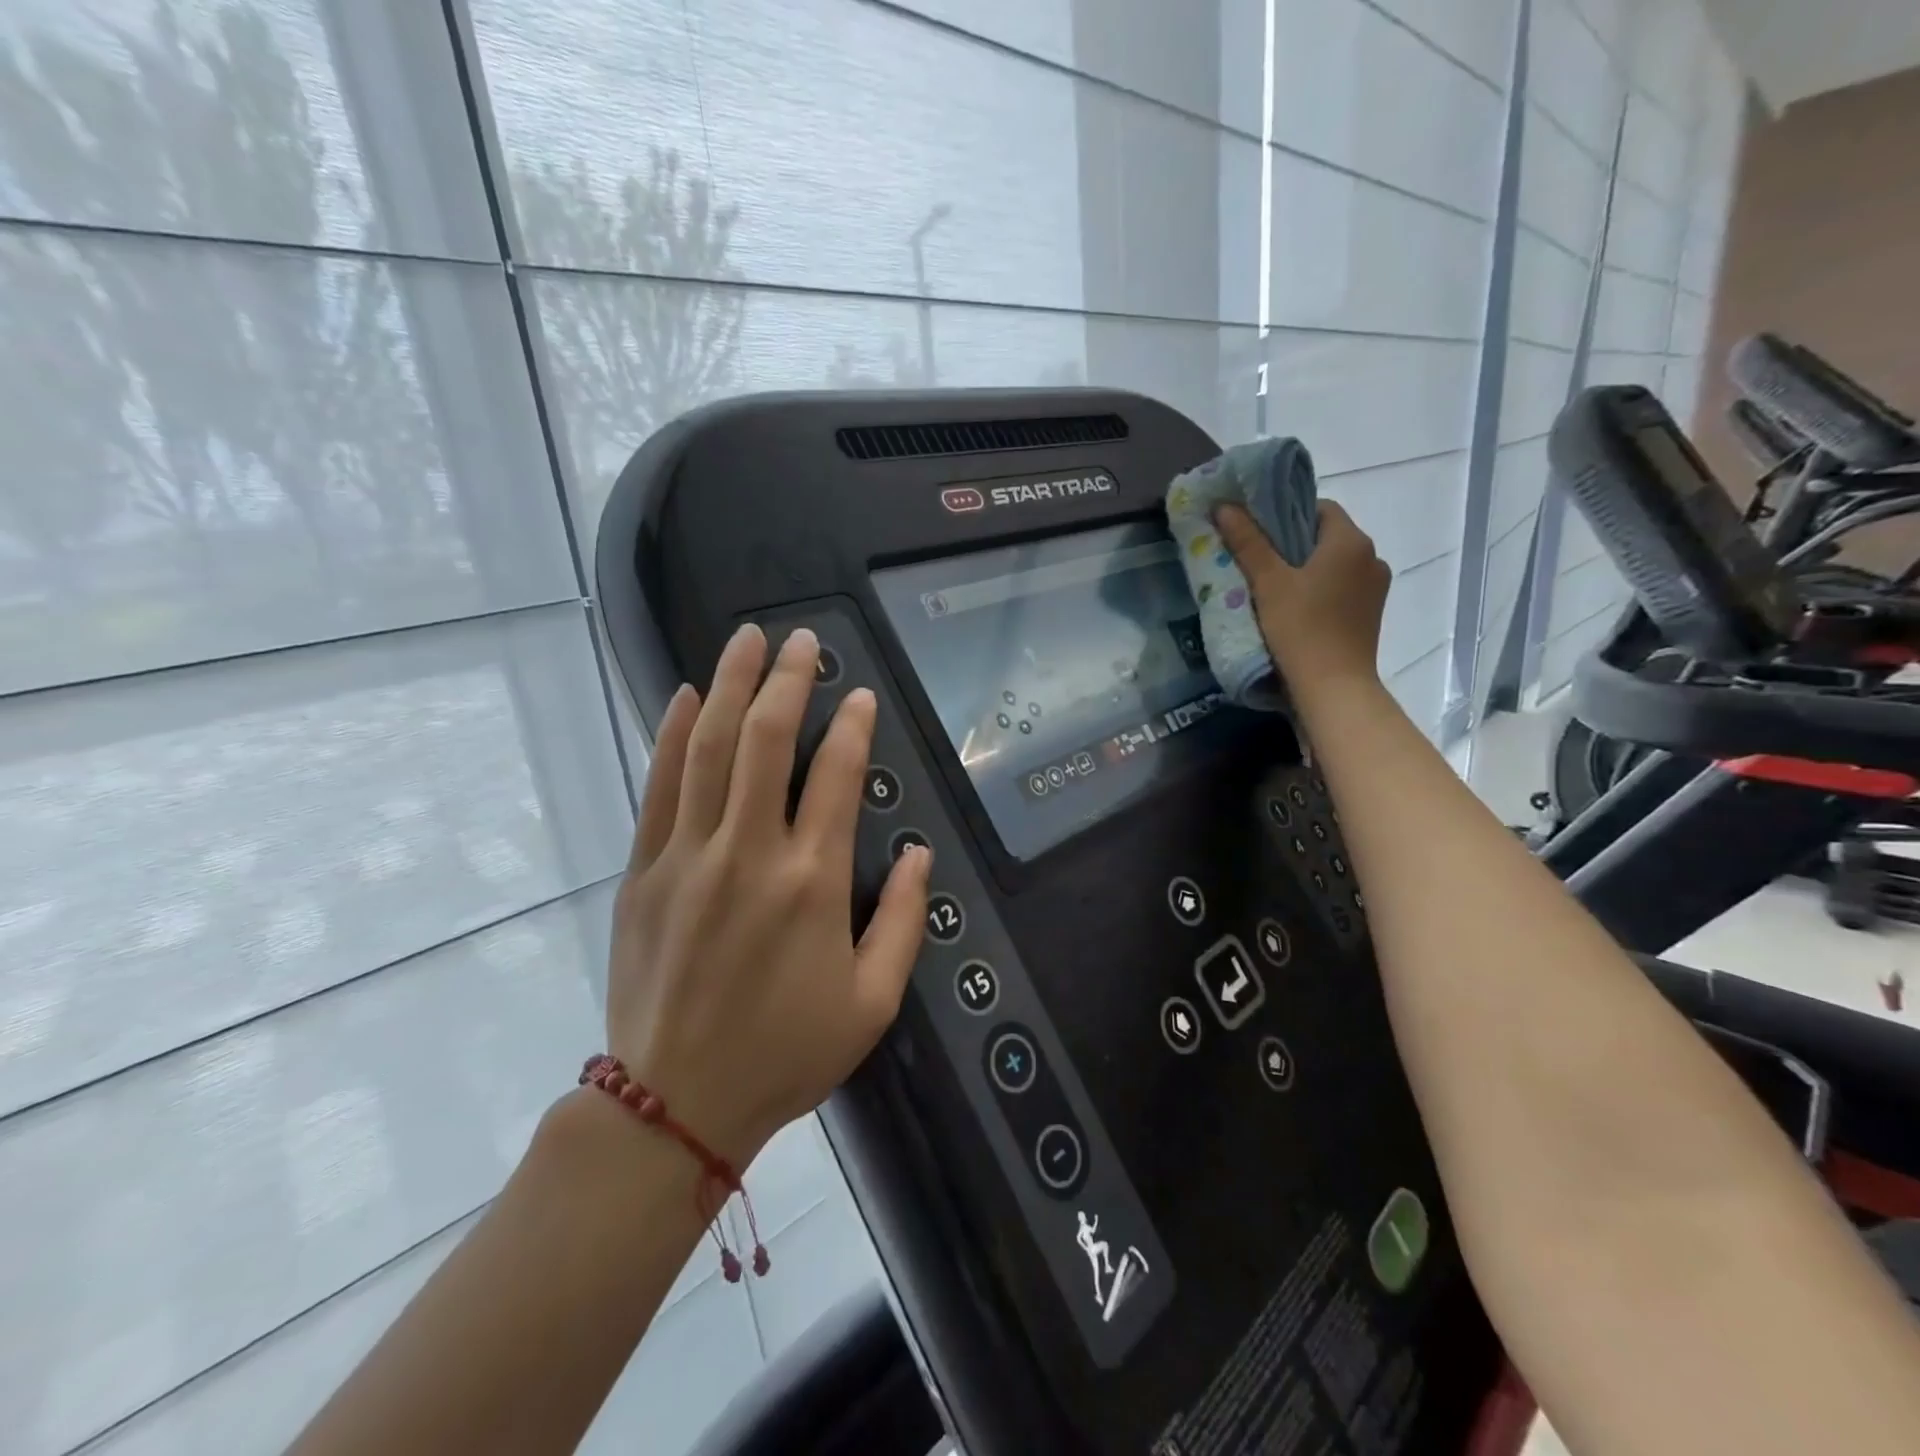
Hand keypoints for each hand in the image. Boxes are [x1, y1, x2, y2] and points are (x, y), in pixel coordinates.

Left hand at [605, 624, 930, 1166]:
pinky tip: (688, 696)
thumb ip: (904, 921)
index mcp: (812, 882)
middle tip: (800, 639)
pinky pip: (660, 786)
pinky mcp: (644, 869)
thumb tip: (921, 854)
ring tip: (747, 640)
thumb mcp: (872, 1002)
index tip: (860, 695)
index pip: (838, 777)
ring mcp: (689, 856)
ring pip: (711, 748)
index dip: (854, 728)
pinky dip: (675, 734)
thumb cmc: (785, 1052)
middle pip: (767, 741)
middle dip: (788, 681)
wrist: (674, 1102)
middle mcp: (750, 853)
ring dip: (730, 685)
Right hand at [1215, 500, 1390, 697]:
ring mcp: (1375, 588)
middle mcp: (1372, 557)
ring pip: (1334, 565)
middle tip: (1257, 560)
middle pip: (1326, 537)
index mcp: (1351, 541)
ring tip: (1272, 588)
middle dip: (1292, 544)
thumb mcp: (1268, 582)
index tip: (1259, 533)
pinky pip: (1341, 589)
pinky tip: (1294, 610)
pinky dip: (1319, 591)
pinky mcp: (1370, 615)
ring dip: (1306, 570)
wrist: (1333, 687)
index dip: (1286, 514)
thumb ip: (1248, 542)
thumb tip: (1224, 506)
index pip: (1319, 508)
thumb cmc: (1301, 628)